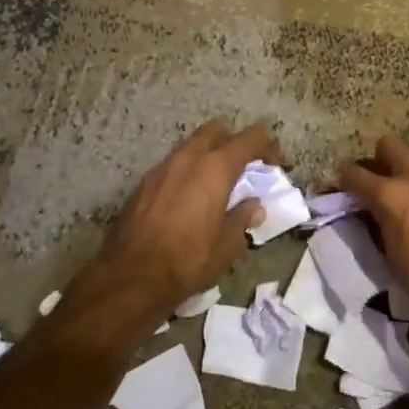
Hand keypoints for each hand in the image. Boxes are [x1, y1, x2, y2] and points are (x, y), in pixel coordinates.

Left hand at [92, 120, 280, 318]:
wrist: (130, 277)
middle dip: (234, 141)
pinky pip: (172, 166)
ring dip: (208, 157)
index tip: (279, 164)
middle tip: (245, 166)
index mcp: (216, 167)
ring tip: (216, 185)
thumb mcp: (227, 245)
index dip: (269, 147)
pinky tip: (188, 200)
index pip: (250, 139)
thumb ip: (243, 218)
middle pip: (216, 130)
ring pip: (191, 147)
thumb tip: (254, 206)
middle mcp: (188, 158)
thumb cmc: (188, 259)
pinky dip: (187, 173)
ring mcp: (162, 168)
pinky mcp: (143, 185)